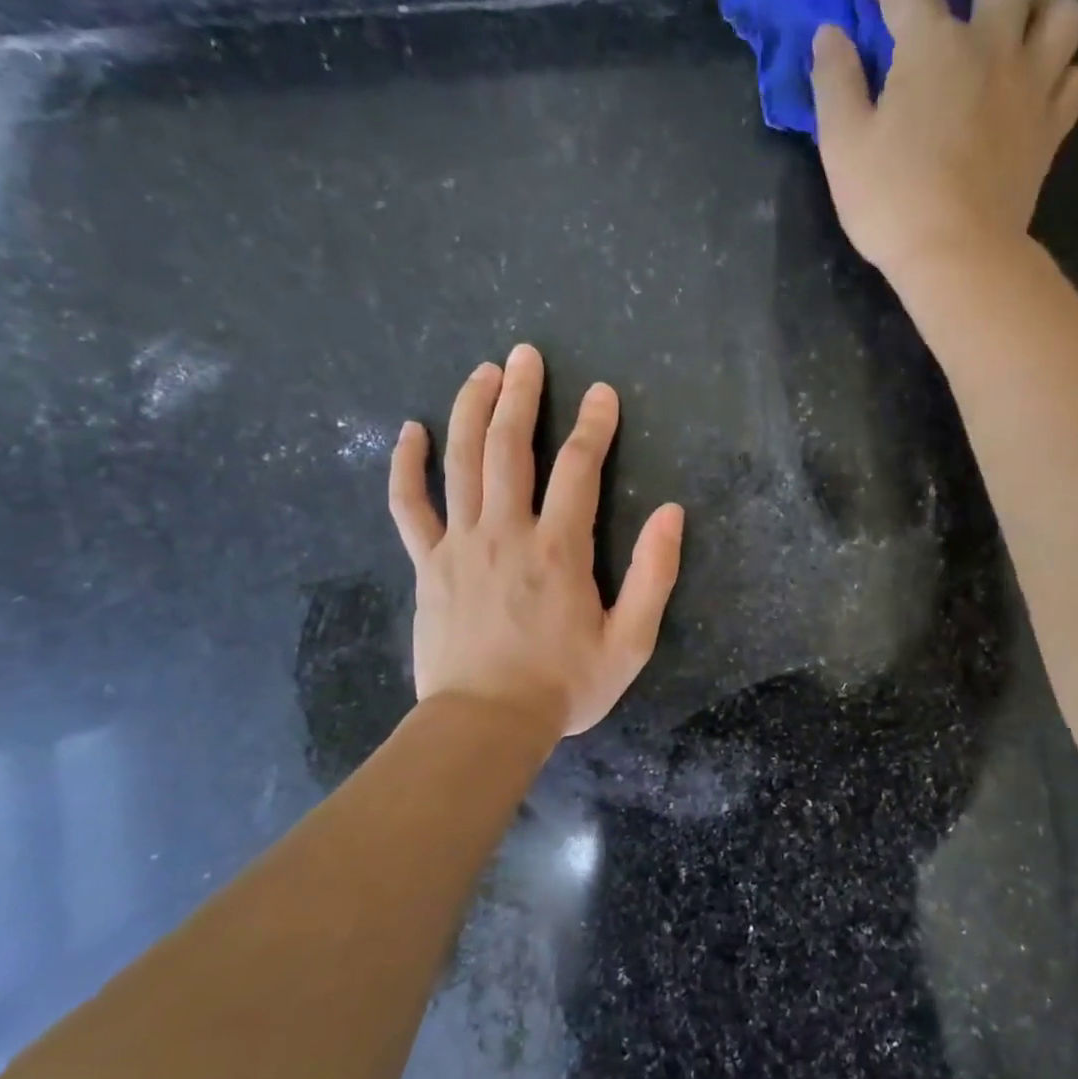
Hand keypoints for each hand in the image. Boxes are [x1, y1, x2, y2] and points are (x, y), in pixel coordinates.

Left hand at [387, 343, 683, 738]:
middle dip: (522, 395)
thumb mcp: (631, 641)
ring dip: (471, 410)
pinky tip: (408, 432)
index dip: (594, 425)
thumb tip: (672, 513)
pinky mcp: (429, 564)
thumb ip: (655, 575)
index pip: (578, 468)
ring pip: (461, 462)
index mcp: (560, 548)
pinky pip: (409, 506)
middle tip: (526, 355)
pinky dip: (405, 466)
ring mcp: (460, 544)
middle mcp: (507, 532)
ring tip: (483, 372)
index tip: (602, 393)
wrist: (486, 723)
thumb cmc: (565, 685)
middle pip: (510, 447)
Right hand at [810, 0, 1077, 278]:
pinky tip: (1034, 83)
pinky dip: (1059, 68)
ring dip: (1035, 5)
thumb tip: (831, 34)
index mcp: (935, 45)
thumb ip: (835, 81)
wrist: (959, 258)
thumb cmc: (893, 204)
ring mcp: (1032, 86)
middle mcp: (994, 46)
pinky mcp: (1052, 129)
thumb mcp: (842, 145)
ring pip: (1062, 10)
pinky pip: (1075, 75)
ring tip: (1009, 28)